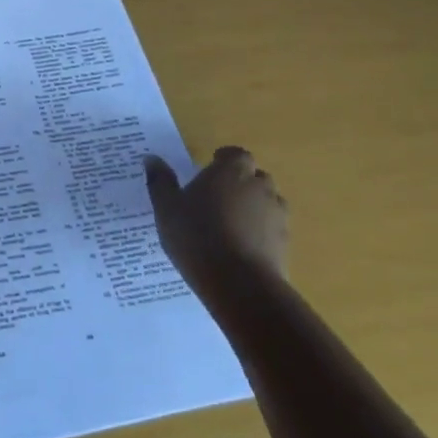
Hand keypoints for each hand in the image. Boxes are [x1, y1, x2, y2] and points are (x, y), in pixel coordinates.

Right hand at [145, 146, 288, 290]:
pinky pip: (271, 230)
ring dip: (252, 208)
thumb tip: (151, 158)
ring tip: (229, 225)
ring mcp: (277, 215)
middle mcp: (259, 187)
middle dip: (239, 183)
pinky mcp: (285, 243)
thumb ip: (160, 181)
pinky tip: (240, 248)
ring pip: (266, 203)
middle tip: (216, 198)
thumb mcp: (166, 207)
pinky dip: (260, 233)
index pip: (236, 154)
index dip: (224, 160)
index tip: (211, 169)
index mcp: (231, 171)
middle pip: (254, 177)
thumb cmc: (196, 235)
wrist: (238, 283)